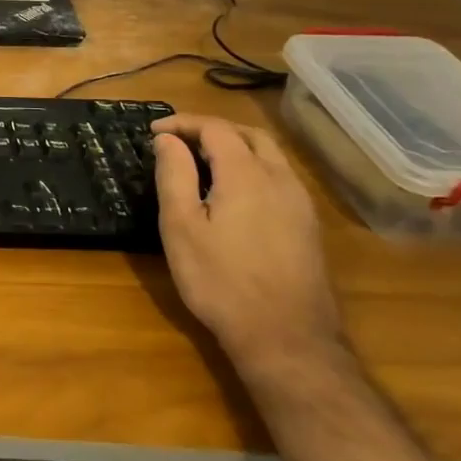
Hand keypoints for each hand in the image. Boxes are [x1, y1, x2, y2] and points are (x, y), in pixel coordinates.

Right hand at [150, 114, 342, 376]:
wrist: (286, 338)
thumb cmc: (221, 281)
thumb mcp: (181, 226)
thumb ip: (174, 175)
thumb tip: (167, 139)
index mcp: (246, 174)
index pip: (215, 128)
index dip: (182, 123)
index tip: (153, 131)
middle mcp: (280, 179)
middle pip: (249, 134)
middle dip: (212, 129)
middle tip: (179, 140)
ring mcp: (300, 203)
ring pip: (269, 155)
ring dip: (235, 146)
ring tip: (202, 162)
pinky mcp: (308, 226)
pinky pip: (279, 177)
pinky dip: (252, 167)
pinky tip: (233, 193)